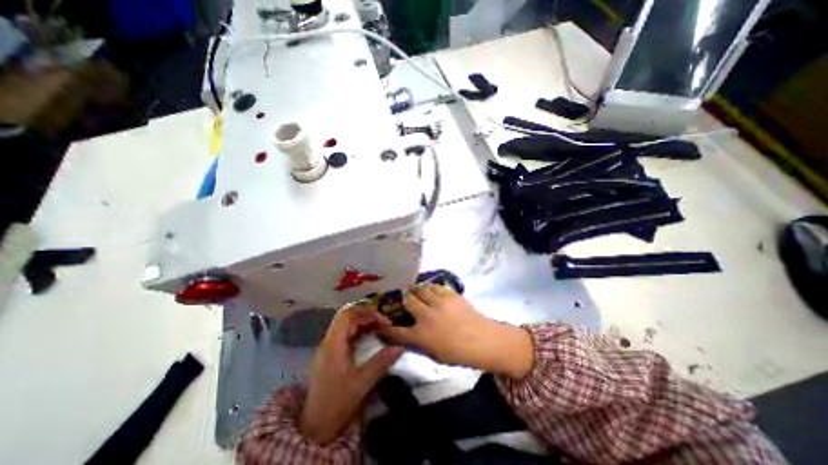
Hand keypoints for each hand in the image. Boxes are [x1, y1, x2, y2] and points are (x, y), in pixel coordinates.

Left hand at [298, 301, 404, 442]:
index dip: (366, 313)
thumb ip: (381, 362)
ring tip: (379, 327)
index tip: (383, 321)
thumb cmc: (337, 403)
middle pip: (347, 316)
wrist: (316, 425)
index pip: (348, 316)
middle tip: (383, 322)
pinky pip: (345, 333)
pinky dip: (359, 330)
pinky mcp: (331, 352)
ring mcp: (328, 346)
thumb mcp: (362, 383)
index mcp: (334, 345)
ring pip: (346, 323)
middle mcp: (329, 341)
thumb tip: (400, 347)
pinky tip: (369, 335)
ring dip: (363, 321)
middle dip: (366, 315)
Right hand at [378, 286, 533, 378]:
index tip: (381, 322)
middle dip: (404, 299)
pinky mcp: (449, 294)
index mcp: (421, 336)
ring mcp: (438, 303)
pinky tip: (433, 291)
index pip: (395, 331)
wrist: (483, 340)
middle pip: (407, 301)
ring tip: (418, 292)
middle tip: (405, 298)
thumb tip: (406, 335)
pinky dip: (431, 289)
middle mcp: (426, 316)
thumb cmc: (458, 353)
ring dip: (417, 291)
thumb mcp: (434, 354)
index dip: (385, 327)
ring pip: (421, 289)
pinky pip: (435, 287)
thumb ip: (418, 343)